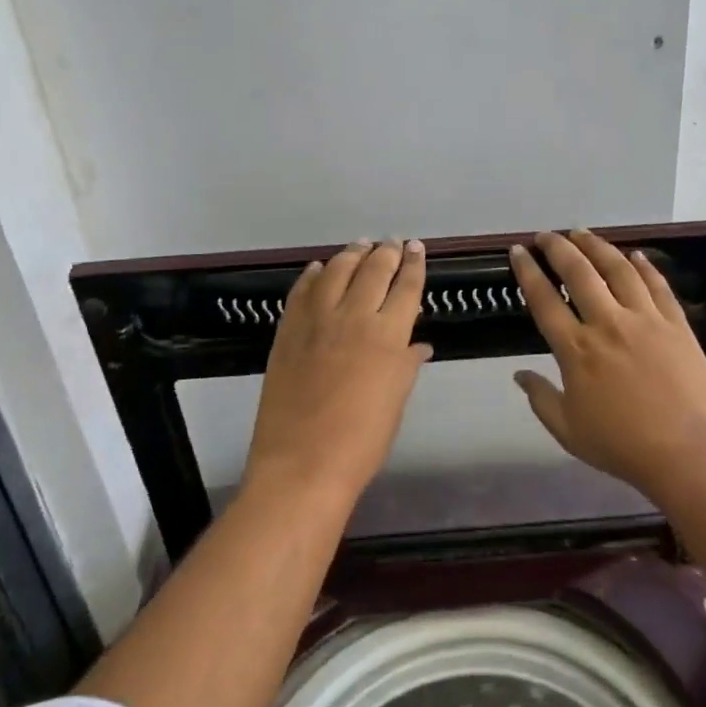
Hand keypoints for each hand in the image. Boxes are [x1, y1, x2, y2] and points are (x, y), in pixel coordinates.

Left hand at [243, 239, 431, 503]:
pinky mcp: (287, 330)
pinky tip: (319, 268)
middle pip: (374, 270)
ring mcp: (316, 320)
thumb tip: (418, 345)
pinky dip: (312, 275)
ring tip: (360, 245)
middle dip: (386, 252)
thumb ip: (406, 365)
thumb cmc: (362, 441)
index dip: (414, 264)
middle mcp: (354, 317)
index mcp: (388, 335)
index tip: (417, 248)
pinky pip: (301, 291)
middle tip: (392, 242)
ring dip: (351, 254)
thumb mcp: (395, 401)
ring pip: (337, 271)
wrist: (302, 464)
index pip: (407, 287)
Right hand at [509, 231, 705, 496]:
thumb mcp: (568, 431)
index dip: (528, 272)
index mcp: (576, 350)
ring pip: (618, 269)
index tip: (518, 251)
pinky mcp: (677, 324)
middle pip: (579, 273)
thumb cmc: (623, 445)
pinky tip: (635, 255)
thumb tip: (519, 374)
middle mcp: (608, 323)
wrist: (690, 452)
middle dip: (558, 248)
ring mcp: (646, 319)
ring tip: (582, 233)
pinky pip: (657, 285)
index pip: (544, 300)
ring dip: (597, 246)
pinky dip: (644, 266)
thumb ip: (541, 399)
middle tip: (546, 235)